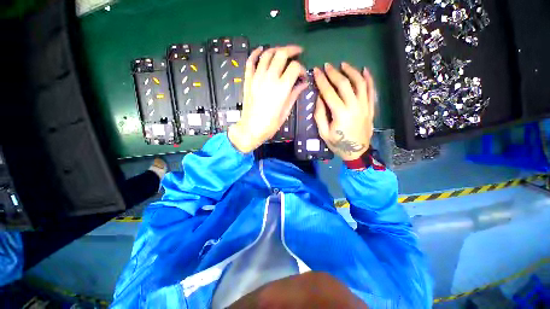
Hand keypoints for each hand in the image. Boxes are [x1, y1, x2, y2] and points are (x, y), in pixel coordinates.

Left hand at [228, 46, 307, 152]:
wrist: (250, 129)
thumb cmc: (270, 124)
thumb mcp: (285, 112)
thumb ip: (294, 95)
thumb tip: (303, 84)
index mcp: (281, 88)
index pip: (295, 67)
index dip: (302, 69)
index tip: (302, 76)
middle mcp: (269, 78)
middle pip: (281, 54)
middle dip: (292, 50)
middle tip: (297, 52)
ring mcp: (257, 77)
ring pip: (266, 54)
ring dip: (276, 49)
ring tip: (282, 51)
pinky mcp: (248, 80)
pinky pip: (250, 61)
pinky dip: (255, 53)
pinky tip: (261, 49)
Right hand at [313, 63, 375, 160]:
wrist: (357, 152)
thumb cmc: (338, 144)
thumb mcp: (323, 133)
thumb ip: (320, 115)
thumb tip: (319, 98)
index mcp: (340, 113)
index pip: (329, 92)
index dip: (321, 80)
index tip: (316, 71)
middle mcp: (354, 106)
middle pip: (344, 84)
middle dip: (334, 73)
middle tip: (327, 66)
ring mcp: (365, 106)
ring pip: (360, 83)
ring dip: (351, 71)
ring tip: (343, 64)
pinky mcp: (370, 108)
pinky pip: (372, 90)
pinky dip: (369, 79)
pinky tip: (365, 70)